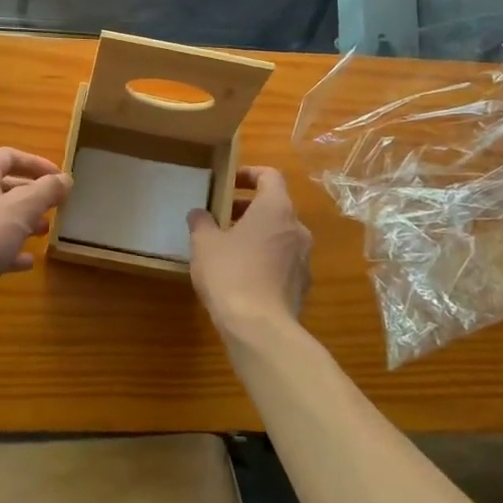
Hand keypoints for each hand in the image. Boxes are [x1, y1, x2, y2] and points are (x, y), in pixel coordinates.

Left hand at [0, 148, 71, 315]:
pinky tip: (27, 261)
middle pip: (5, 186)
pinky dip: (10, 249)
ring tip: (45, 232)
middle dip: (33, 195)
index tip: (60, 178)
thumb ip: (46, 191)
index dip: (36, 163)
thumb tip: (66, 178)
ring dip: (24, 222)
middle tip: (56, 206)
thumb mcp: (21, 209)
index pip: (10, 156)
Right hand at [187, 167, 311, 338]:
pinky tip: (242, 275)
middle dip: (247, 208)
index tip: (229, 181)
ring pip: (279, 234)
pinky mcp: (302, 284)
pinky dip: (265, 258)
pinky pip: (282, 260)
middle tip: (221, 217)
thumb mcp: (204, 244)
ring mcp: (304, 258)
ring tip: (228, 247)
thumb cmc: (231, 274)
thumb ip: (201, 222)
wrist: (260, 329)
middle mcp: (297, 228)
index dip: (249, 174)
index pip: (270, 175)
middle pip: (275, 206)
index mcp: (276, 208)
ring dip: (257, 234)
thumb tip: (199, 213)